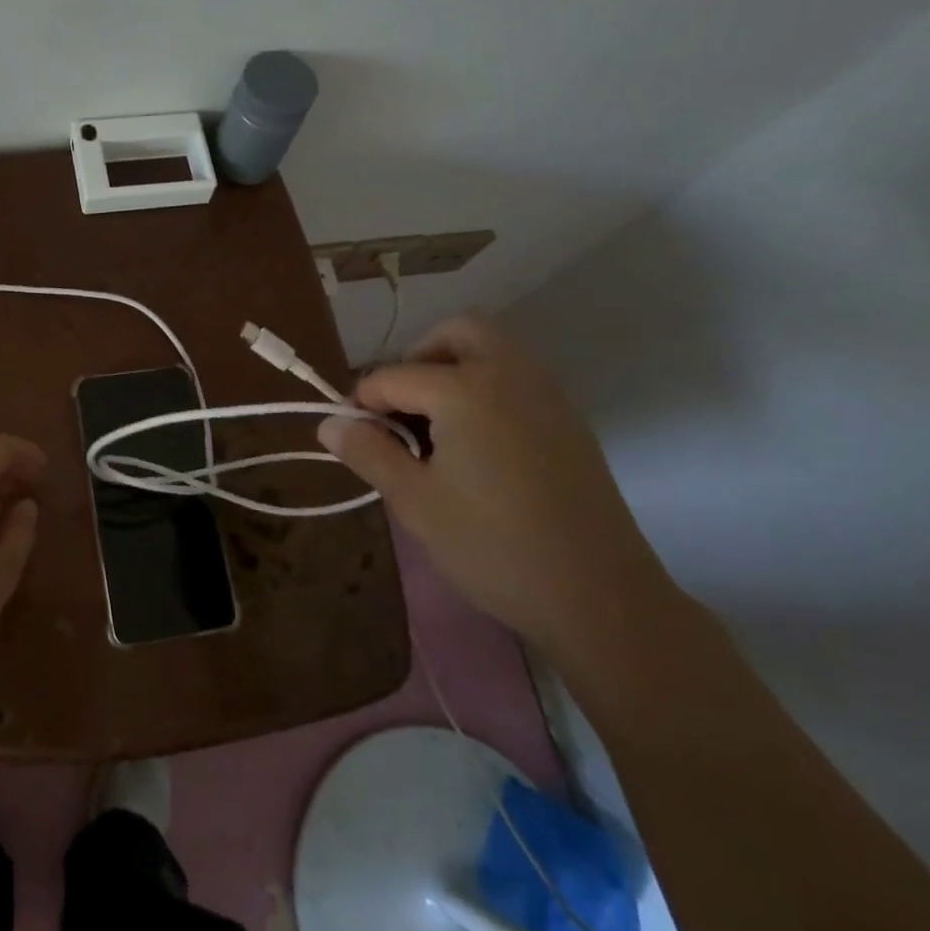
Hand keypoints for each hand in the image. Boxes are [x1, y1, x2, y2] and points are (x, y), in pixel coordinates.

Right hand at [317, 313, 677, 658]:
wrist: (601, 598)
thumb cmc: (493, 547)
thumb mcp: (415, 501)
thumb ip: (368, 452)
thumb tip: (328, 424)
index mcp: (465, 389)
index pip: (392, 377)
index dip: (361, 404)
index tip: (351, 438)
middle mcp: (510, 374)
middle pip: (455, 332)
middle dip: (416, 359)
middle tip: (399, 411)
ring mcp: (548, 394)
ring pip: (493, 349)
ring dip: (454, 369)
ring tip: (434, 428)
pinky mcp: (570, 420)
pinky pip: (519, 377)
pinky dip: (487, 387)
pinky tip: (476, 445)